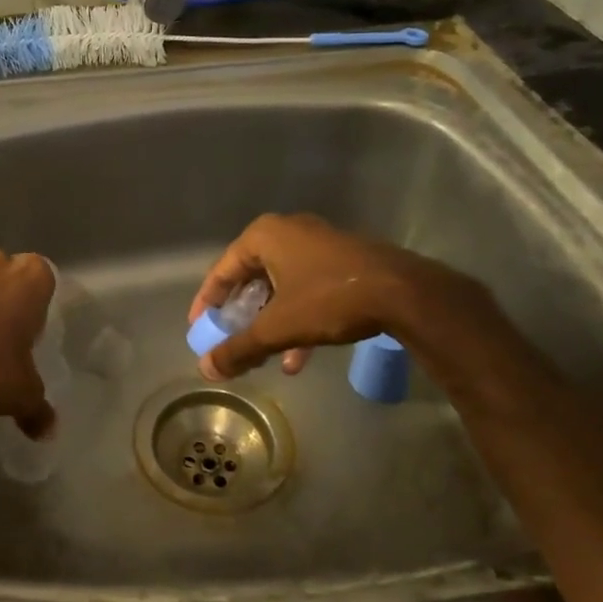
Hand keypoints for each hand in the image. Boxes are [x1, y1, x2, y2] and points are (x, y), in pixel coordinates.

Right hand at [187, 213, 493, 380]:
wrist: (404, 292)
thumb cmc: (330, 299)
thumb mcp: (279, 327)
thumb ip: (240, 348)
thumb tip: (205, 369)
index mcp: (264, 236)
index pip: (221, 271)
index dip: (206, 304)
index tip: (198, 331)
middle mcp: (288, 232)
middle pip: (251, 279)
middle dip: (241, 318)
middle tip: (231, 343)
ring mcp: (317, 244)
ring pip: (280, 287)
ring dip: (270, 324)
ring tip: (264, 357)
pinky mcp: (341, 261)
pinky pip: (306, 289)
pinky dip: (297, 319)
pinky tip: (298, 358)